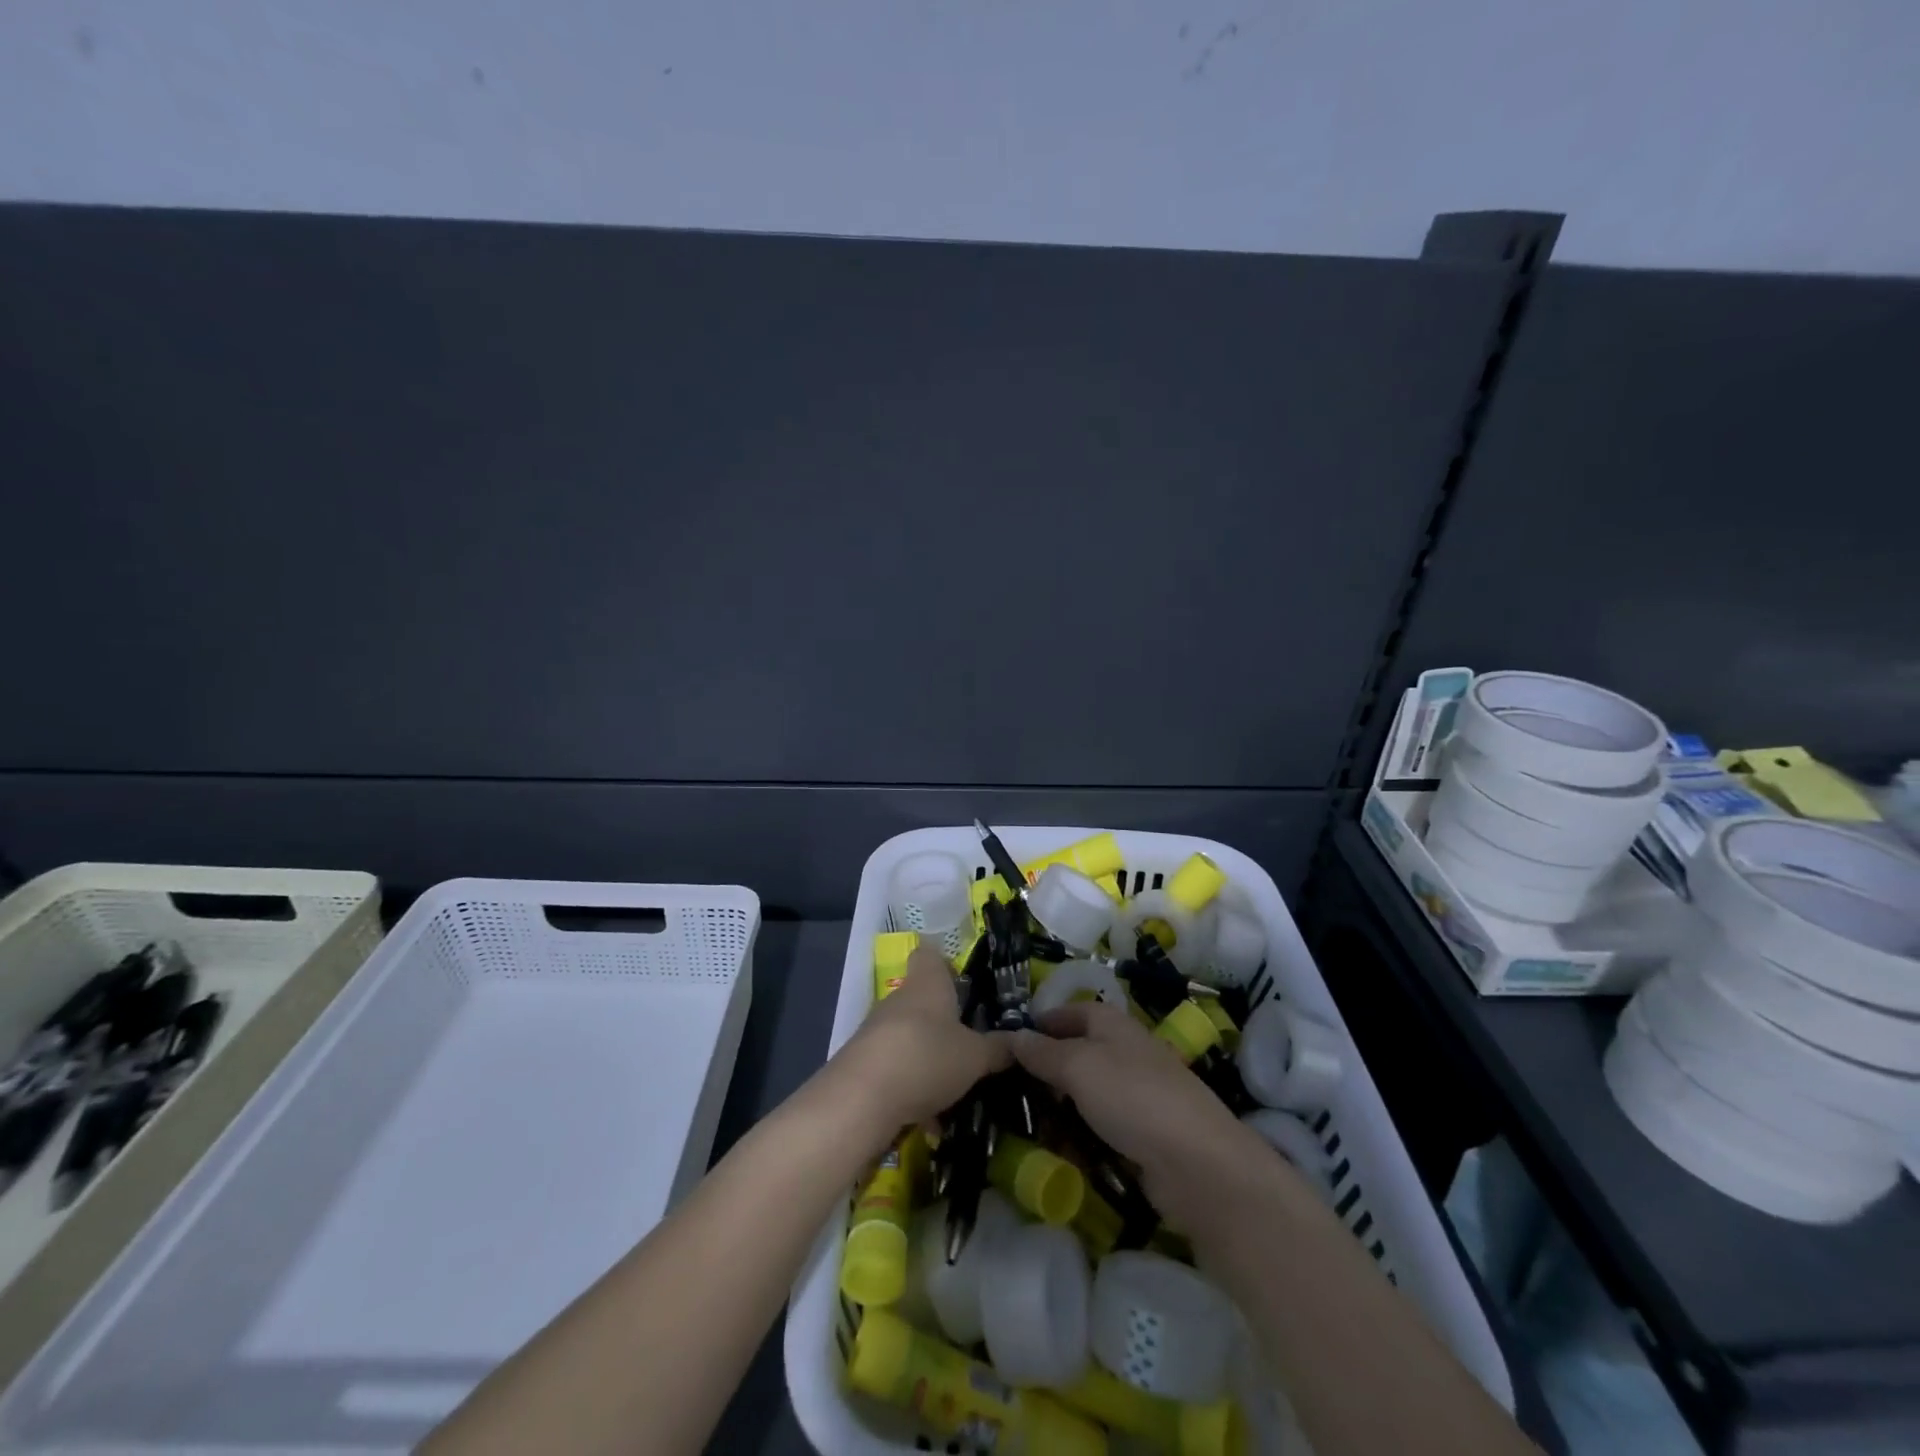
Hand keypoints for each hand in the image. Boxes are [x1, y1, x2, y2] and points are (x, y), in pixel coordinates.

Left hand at [833, 946, 1013, 1131]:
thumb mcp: (975, 1056)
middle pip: (923, 1001)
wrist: (860, 1099)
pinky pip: (897, 1070)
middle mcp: (899, 999)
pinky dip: (913, 1090)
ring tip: (957, 1090)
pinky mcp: (863, 1064)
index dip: (946, 964)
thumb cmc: (926, 1057)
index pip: (930, 955)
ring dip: (930, 1060)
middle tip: (973, 1045)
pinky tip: (930, 1122)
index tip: (965, 984)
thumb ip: (998, 1049)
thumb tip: (1019, 1041)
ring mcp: (877, 1031)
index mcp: (927, 983)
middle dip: (945, 1023)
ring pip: (911, 1038)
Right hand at [1012, 1000, 1272, 1231]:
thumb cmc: (1132, 1097)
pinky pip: (1099, 1127)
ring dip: (1058, 1107)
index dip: (1038, 1024)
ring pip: (1085, 1093)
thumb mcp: (1077, 1066)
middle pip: (1075, 1053)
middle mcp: (1124, 1051)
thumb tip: (1011, 1035)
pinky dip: (1079, 1135)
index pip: (1068, 1012)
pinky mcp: (1141, 1134)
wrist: (1196, 1163)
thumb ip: (1042, 1052)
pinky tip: (1058, 1151)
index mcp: (1111, 1023)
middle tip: (1006, 1090)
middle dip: (1043, 1070)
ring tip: (1023, 1124)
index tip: (1004, 1045)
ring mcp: (1135, 1094)